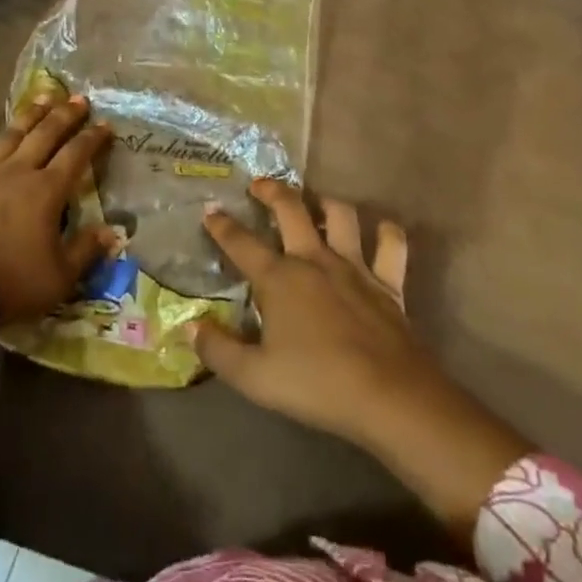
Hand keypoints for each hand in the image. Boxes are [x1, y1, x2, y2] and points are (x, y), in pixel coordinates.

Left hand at [0, 93, 114, 324]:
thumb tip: (114, 231)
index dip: (93, 138)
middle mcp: (18, 171)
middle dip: (65, 115)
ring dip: (28, 114)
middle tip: (79, 98)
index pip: (77, 155)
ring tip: (43, 96)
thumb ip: (86, 250)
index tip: (105, 123)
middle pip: (46, 134)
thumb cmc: (8, 283)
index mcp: (47, 191)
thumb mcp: (59, 278)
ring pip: (10, 134)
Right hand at [196, 179, 529, 542]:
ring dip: (326, 202)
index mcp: (279, 278)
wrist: (387, 396)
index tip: (210, 210)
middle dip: (272, 191)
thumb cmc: (316, 384)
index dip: (222, 226)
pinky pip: (391, 245)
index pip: (242, 244)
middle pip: (291, 209)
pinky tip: (380, 229)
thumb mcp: (254, 377)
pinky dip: (386, 233)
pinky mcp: (387, 281)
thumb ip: (218, 351)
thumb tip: (190, 326)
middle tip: (260, 185)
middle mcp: (314, 259)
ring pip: (341, 215)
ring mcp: (354, 266)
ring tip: (315, 201)